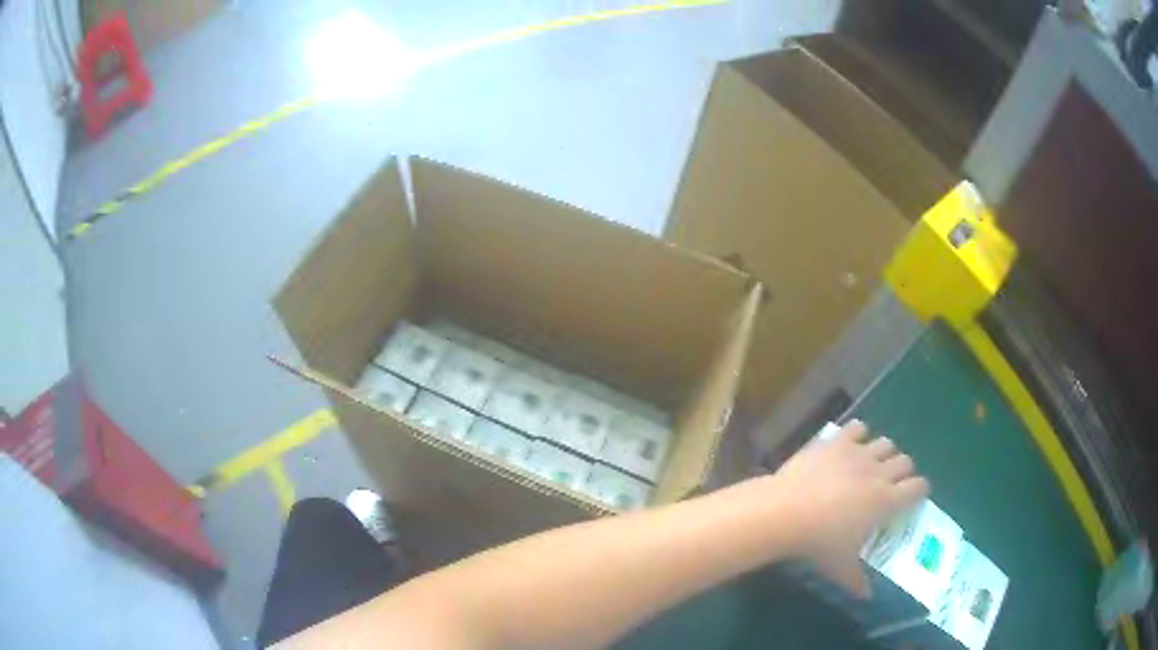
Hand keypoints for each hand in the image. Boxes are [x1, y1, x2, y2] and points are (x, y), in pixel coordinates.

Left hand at [768, 420, 928, 597]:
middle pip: (905, 462)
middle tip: (891, 484)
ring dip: (883, 453)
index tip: (914, 496)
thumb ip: (857, 581)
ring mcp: (858, 453)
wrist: (786, 512)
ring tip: (871, 465)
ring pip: (885, 443)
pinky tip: (850, 445)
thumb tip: (867, 597)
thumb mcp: (840, 567)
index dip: (919, 490)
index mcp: (886, 501)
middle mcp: (879, 473)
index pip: (918, 487)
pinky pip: (857, 428)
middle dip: (903, 471)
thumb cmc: (818, 543)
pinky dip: (858, 435)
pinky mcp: (837, 441)